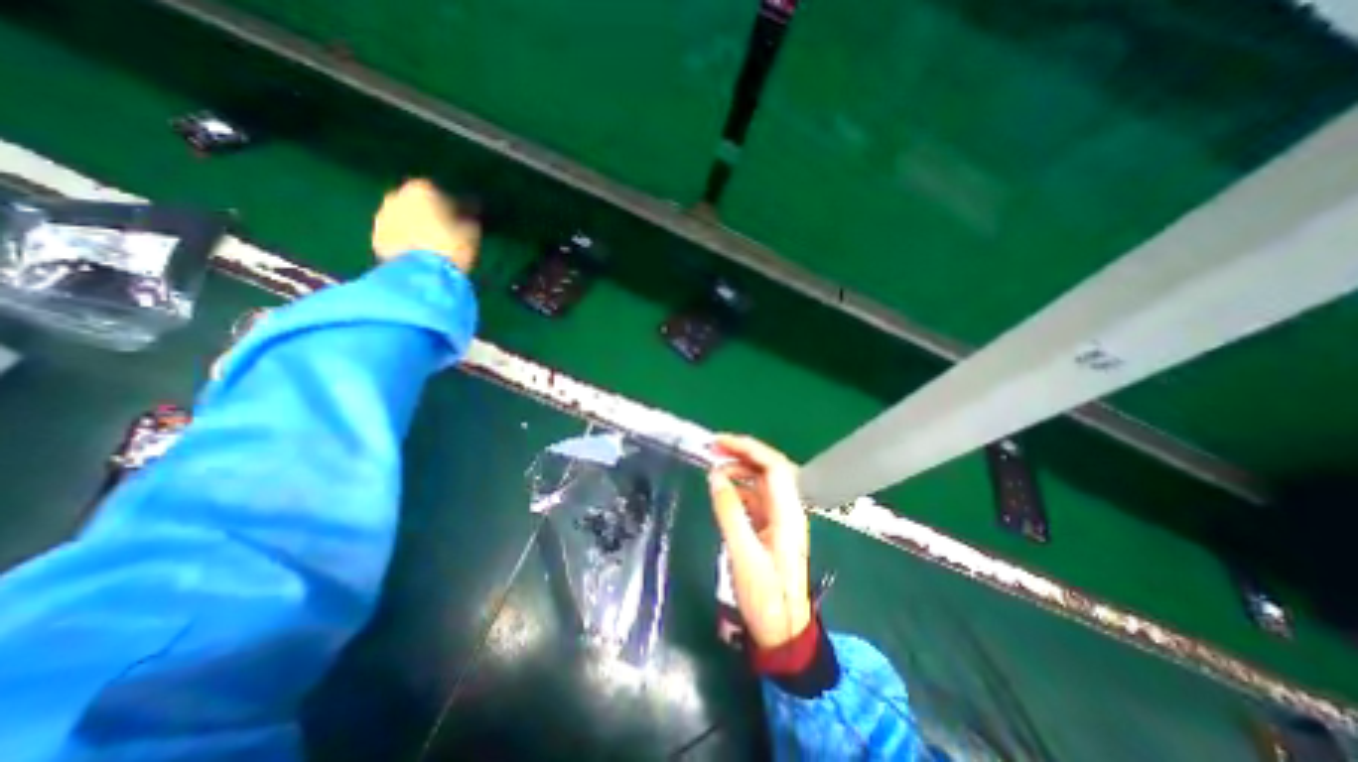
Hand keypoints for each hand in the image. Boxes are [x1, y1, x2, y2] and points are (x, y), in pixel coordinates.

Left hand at [368, 175, 477, 271]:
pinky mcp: (376, 238)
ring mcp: (382, 216)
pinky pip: (396, 236)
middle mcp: (397, 195)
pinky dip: (406, 242)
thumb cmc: (451, 247)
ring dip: (417, 228)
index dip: (455, 207)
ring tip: (433, 246)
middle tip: (447, 232)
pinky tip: (420, 255)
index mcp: (423, 189)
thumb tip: (471, 213)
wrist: (422, 274)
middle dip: (432, 215)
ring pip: (404, 219)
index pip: (443, 193)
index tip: (465, 219)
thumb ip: (469, 218)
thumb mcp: (472, 232)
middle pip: (419, 204)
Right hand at [713, 435, 803, 649]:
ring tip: (714, 468)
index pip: (773, 467)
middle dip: (743, 453)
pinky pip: (757, 498)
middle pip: (770, 469)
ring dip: (741, 469)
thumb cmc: (766, 597)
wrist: (784, 632)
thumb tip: (715, 476)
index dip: (748, 448)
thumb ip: (729, 512)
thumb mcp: (743, 554)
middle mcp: (788, 510)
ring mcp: (780, 519)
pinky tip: (724, 491)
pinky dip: (740, 488)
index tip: (720, 442)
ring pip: (762, 482)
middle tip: (714, 448)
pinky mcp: (772, 528)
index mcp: (787, 513)